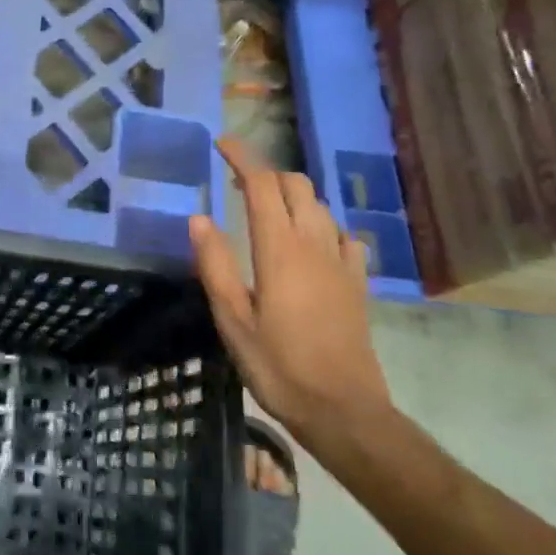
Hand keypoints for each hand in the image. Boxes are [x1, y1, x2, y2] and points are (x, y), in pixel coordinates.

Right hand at [190, 138, 389, 427]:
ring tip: (267, 209)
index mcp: (279, 248)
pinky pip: (341, 234)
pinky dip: (321, 225)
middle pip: (295, 185)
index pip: (262, 184)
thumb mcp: (233, 320)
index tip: (221, 143)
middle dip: (266, 173)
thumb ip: (215, 265)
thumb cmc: (280, 366)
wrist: (345, 411)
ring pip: (319, 206)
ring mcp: (340, 262)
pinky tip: (310, 243)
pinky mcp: (356, 282)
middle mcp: (313, 243)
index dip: (242, 157)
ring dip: (292, 195)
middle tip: (237, 183)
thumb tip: (199, 218)